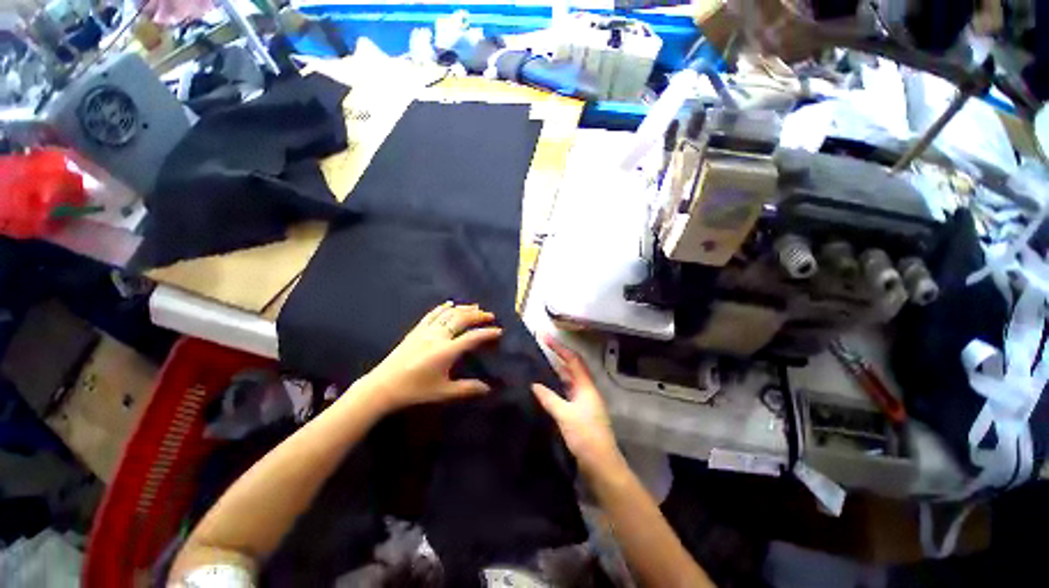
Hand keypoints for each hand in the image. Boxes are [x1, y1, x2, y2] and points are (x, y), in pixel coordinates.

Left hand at [351, 302, 502, 414]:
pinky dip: (444, 307)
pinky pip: (432, 314)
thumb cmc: (415, 390)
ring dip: (464, 309)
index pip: (472, 338)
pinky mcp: (416, 330)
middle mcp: (438, 336)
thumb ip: (467, 389)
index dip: (487, 333)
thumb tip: (488, 389)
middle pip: (461, 319)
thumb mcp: (443, 392)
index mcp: (446, 351)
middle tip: (490, 315)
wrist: (384, 386)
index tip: (499, 330)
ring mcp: (426, 331)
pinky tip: (450, 304)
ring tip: (476, 307)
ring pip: (448, 313)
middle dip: (478, 315)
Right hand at [532, 335, 621, 472]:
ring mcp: (584, 401)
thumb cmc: (585, 436)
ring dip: (557, 371)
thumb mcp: (564, 415)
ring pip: (569, 380)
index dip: (559, 347)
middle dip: (558, 356)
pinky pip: (567, 392)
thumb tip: (534, 384)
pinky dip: (557, 387)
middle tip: (540, 349)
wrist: (601, 464)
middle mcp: (586, 390)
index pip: (572, 360)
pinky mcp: (580, 412)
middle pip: (572, 367)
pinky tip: (546, 388)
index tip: (545, 337)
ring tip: (540, 364)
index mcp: (586, 386)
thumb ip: (548, 398)